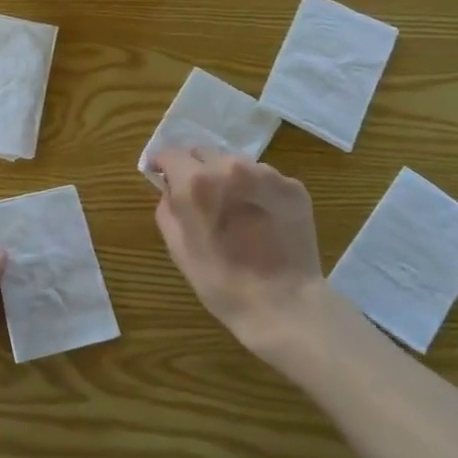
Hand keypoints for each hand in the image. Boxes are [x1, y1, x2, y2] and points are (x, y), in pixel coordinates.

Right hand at [150, 148, 340, 358]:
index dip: (163, 165)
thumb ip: (167, 208)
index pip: (171, 153)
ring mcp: (268, 174)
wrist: (284, 304)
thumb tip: (170, 189)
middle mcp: (232, 167)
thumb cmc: (221, 282)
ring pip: (235, 163)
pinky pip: (264, 178)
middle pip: (204, 152)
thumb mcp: (178, 248)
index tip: (163, 178)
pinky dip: (256, 190)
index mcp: (197, 182)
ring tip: (234, 209)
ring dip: (228, 178)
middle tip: (200, 198)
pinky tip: (260, 218)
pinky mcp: (294, 186)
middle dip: (196, 169)